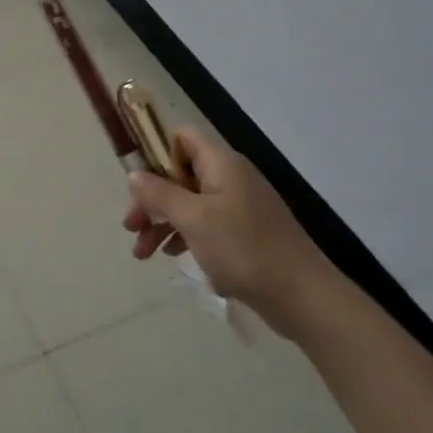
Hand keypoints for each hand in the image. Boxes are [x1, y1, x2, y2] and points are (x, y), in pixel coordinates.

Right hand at [122, 128, 330, 333]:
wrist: (301, 295)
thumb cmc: (243, 249)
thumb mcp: (193, 219)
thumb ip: (160, 194)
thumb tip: (134, 174)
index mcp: (221, 163)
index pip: (182, 137)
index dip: (156, 153)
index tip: (137, 183)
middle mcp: (231, 177)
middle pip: (180, 173)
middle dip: (152, 198)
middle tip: (131, 227)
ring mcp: (240, 205)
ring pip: (190, 202)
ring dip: (163, 222)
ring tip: (143, 253)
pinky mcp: (246, 231)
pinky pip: (206, 223)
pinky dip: (185, 235)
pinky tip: (173, 256)